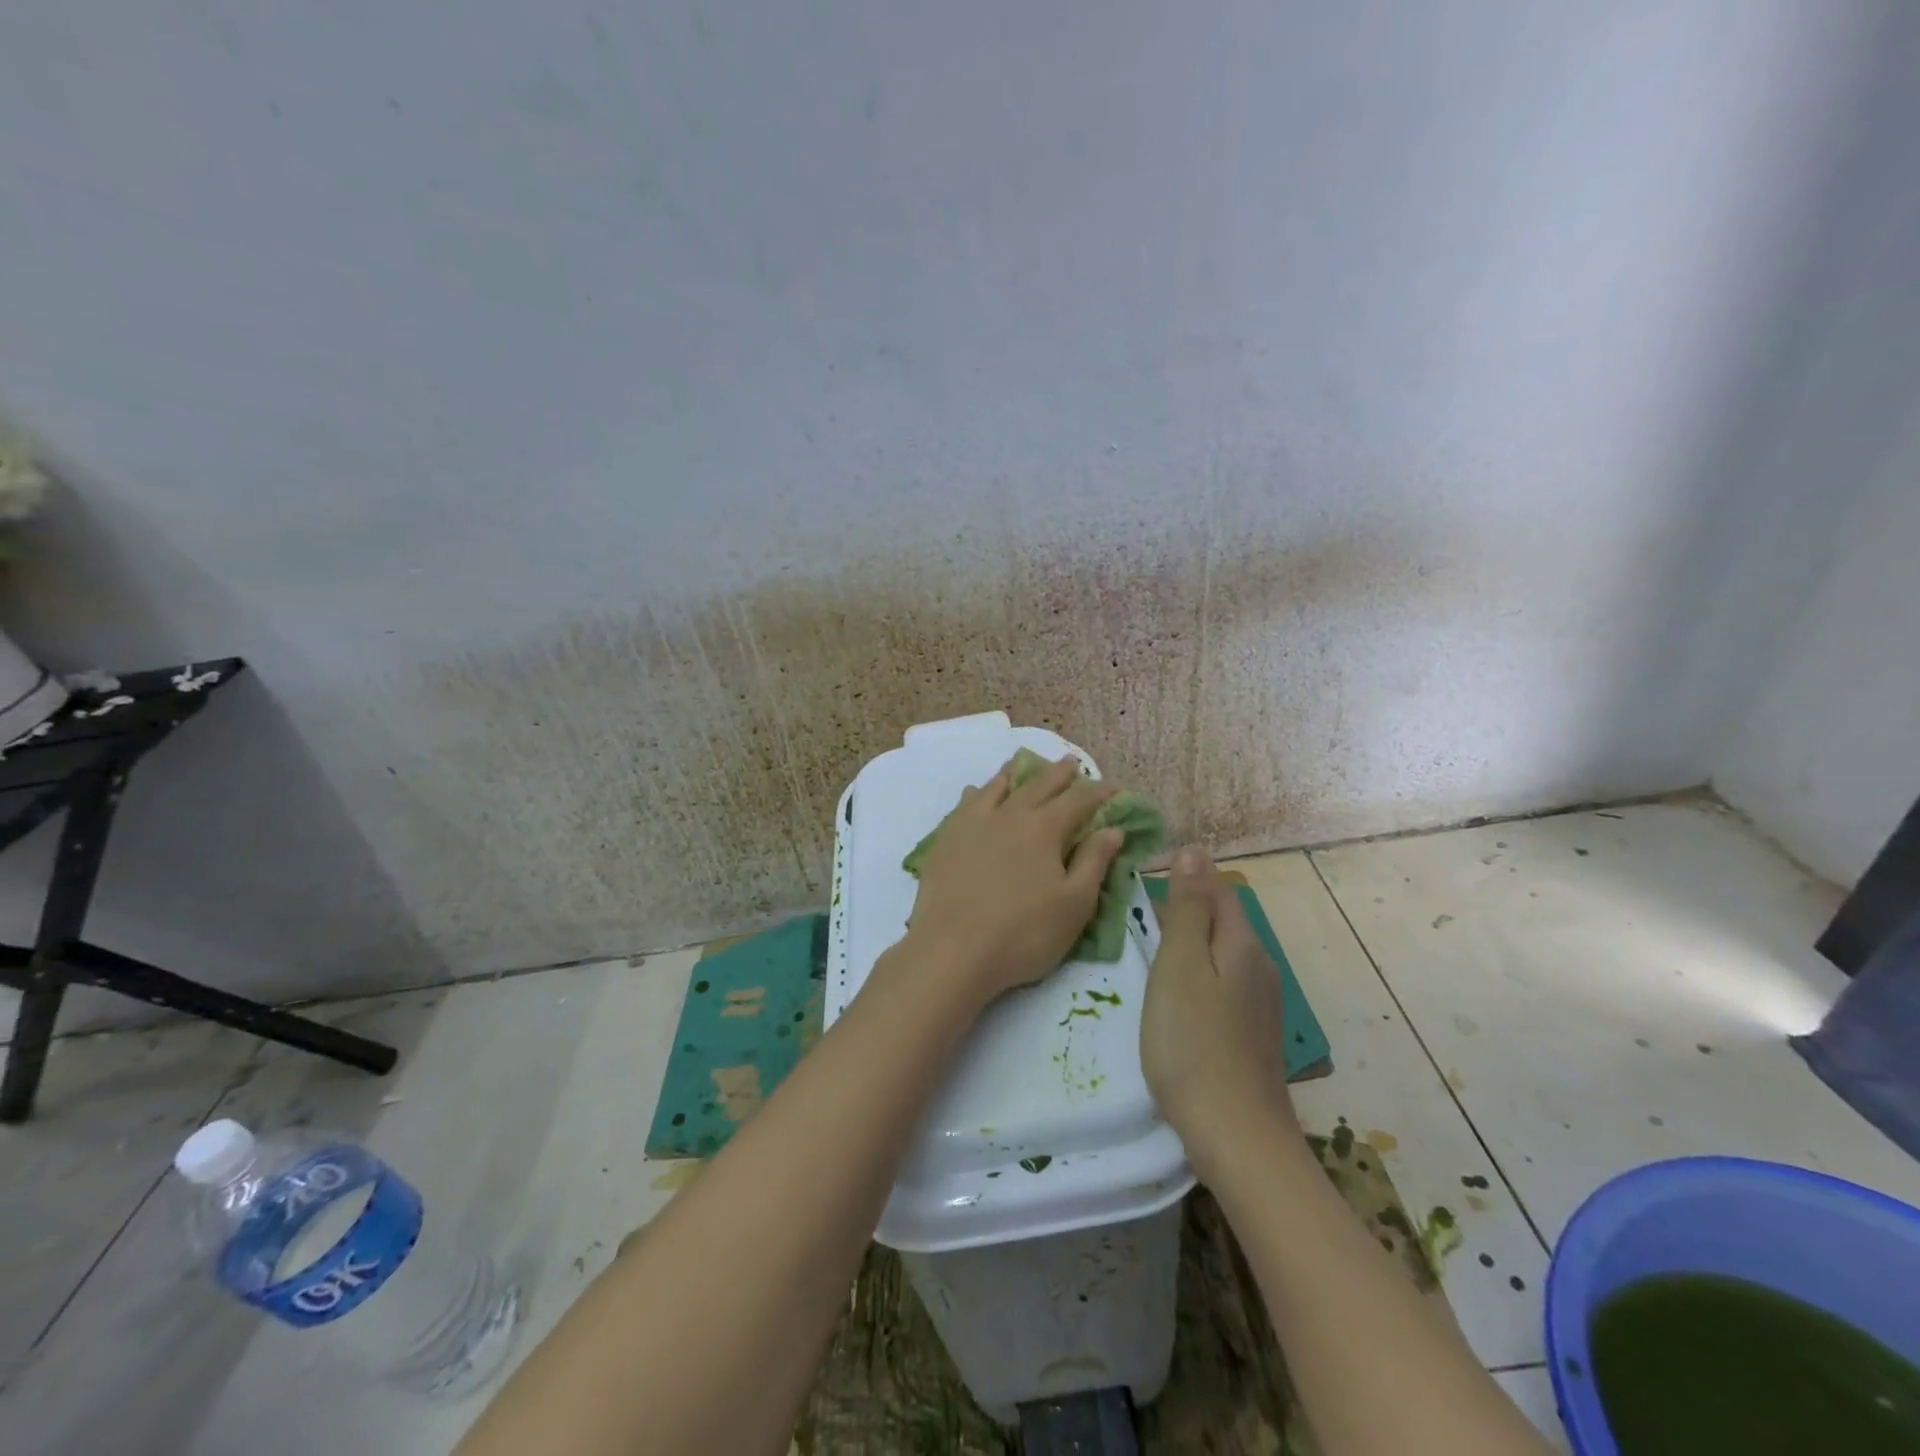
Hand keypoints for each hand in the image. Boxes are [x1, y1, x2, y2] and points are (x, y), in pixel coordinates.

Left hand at [903, 755, 1124, 1010]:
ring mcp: (972, 823)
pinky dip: (977, 793)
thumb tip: (1112, 828)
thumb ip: (1094, 862)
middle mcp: (1008, 814)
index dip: (1099, 792)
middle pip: (1038, 785)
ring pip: (997, 787)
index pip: (1078, 800)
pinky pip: (964, 804)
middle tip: (1072, 764)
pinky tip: (975, 792)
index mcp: (1043, 828)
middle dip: (1059, 773)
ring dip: (1015, 773)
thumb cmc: (1023, 934)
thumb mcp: (1074, 905)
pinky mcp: (946, 839)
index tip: (1114, 788)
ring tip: (1022, 764)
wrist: (952, 951)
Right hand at [1142, 849, 1295, 1181]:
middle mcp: (1259, 966)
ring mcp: (1260, 1003)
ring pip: (1221, 954)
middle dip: (1184, 910)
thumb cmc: (1193, 1042)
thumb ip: (1188, 908)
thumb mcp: (1180, 965)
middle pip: (1222, 920)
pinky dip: (1197, 976)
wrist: (1236, 1136)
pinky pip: (1222, 984)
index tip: (1142, 881)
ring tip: (1148, 953)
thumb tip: (1194, 852)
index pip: (1217, 889)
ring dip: (1189, 945)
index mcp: (1242, 943)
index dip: (1185, 878)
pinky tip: (1175, 997)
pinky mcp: (1252, 1032)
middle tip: (1135, 917)